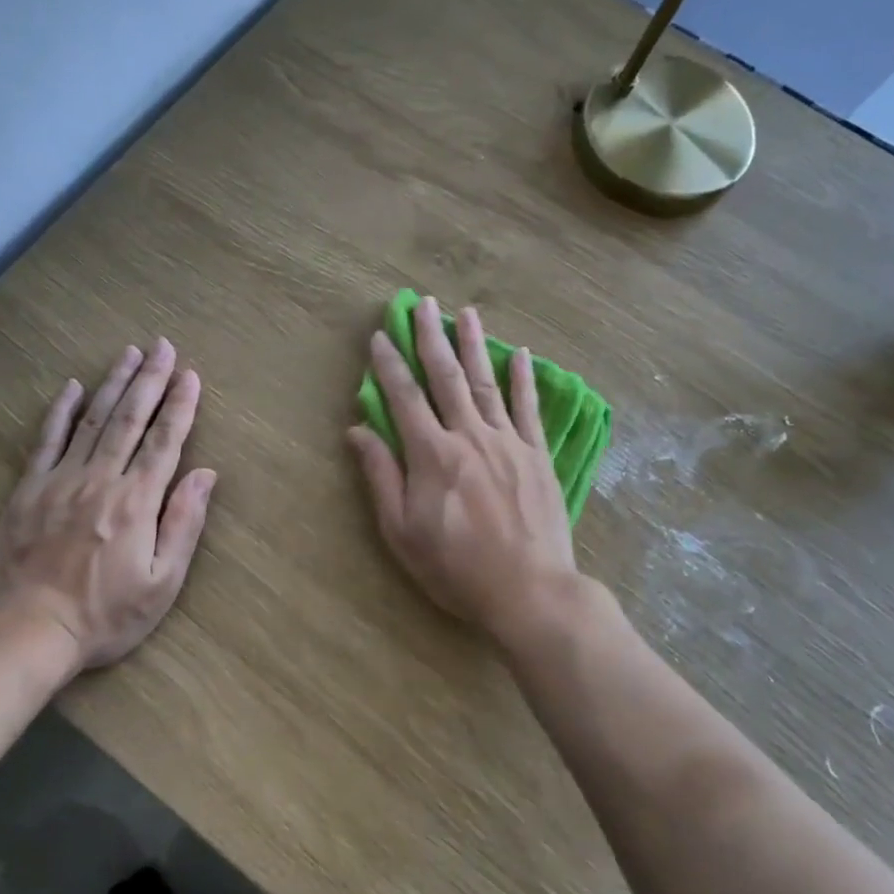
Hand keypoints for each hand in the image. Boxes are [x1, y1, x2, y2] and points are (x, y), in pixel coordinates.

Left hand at [0, 340, 216, 670]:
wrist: (27, 632)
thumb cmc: (105, 615)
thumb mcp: (162, 584)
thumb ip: (184, 524)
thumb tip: (206, 475)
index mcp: (137, 501)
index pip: (165, 441)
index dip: (180, 405)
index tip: (190, 375)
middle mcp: (101, 479)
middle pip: (131, 418)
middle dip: (150, 379)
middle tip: (162, 346)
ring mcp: (61, 480)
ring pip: (93, 420)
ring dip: (113, 383)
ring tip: (128, 352)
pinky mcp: (28, 490)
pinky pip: (47, 440)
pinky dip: (61, 411)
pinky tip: (73, 387)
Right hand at [347, 297, 578, 648]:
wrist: (528, 590)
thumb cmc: (455, 567)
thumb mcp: (401, 531)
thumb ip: (380, 476)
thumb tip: (357, 430)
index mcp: (431, 454)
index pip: (404, 396)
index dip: (389, 363)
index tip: (381, 335)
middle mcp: (468, 435)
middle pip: (446, 376)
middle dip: (431, 337)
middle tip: (423, 303)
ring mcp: (507, 441)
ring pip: (486, 382)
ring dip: (474, 344)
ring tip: (466, 312)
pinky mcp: (537, 454)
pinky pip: (528, 408)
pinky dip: (523, 379)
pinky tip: (520, 353)